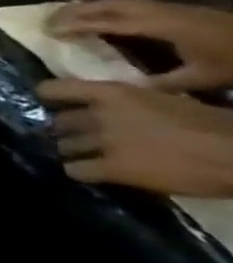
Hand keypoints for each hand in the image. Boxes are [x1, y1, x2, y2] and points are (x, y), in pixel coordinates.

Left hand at [37, 78, 232, 194]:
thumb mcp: (162, 99)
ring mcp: (104, 142)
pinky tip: (90, 173)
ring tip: (85, 156)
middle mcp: (98, 115)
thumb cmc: (213, 124)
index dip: (49, 99)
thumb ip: (128, 102)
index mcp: (111, 93)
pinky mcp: (115, 169)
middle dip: (67, 131)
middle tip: (79, 138)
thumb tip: (109, 104)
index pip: (52, 89)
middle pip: (59, 122)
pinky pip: (77, 170)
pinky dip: (79, 172)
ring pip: (65, 146)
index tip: (52, 105)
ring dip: (73, 151)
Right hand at [48, 0, 232, 92]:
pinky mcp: (179, 9)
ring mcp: (169, 7)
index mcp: (159, 26)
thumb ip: (161, 82)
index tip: (48, 31)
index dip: (75, 25)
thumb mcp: (203, 78)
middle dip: (74, 12)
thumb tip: (122, 87)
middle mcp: (158, 11)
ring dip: (89, 7)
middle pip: (106, 4)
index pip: (106, 22)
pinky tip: (104, 17)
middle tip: (47, 22)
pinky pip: (131, 3)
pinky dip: (108, 7)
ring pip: (118, 0)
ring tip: (67, 16)